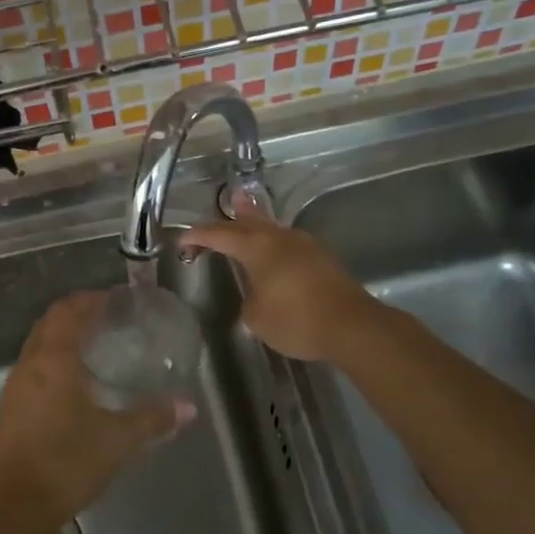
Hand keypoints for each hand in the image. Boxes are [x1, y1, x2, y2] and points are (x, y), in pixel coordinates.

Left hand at [0, 291, 190, 533]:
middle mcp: (30, 364)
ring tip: (95, 345)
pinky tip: (74, 382)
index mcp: (53, 360)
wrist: (14, 506)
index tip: (116, 299)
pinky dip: (53, 359)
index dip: (91, 299)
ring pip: (38, 345)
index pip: (68, 311)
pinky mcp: (11, 409)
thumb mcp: (118, 440)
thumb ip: (153, 419)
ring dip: (63, 336)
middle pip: (50, 322)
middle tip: (110, 318)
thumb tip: (188, 407)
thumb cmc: (67, 462)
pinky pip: (33, 367)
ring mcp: (16, 387)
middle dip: (77, 313)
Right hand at [179, 215, 379, 362]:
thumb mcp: (257, 317)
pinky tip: (273, 251)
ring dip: (255, 223)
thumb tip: (257, 294)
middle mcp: (280, 238)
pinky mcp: (321, 259)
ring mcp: (304, 246)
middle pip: (249, 221)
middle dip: (230, 217)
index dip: (198, 236)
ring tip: (245, 214)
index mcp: (258, 247)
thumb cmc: (297, 320)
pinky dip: (272, 242)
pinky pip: (287, 243)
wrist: (352, 326)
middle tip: (219, 207)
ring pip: (271, 228)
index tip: (182, 239)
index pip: (220, 234)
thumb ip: (249, 300)